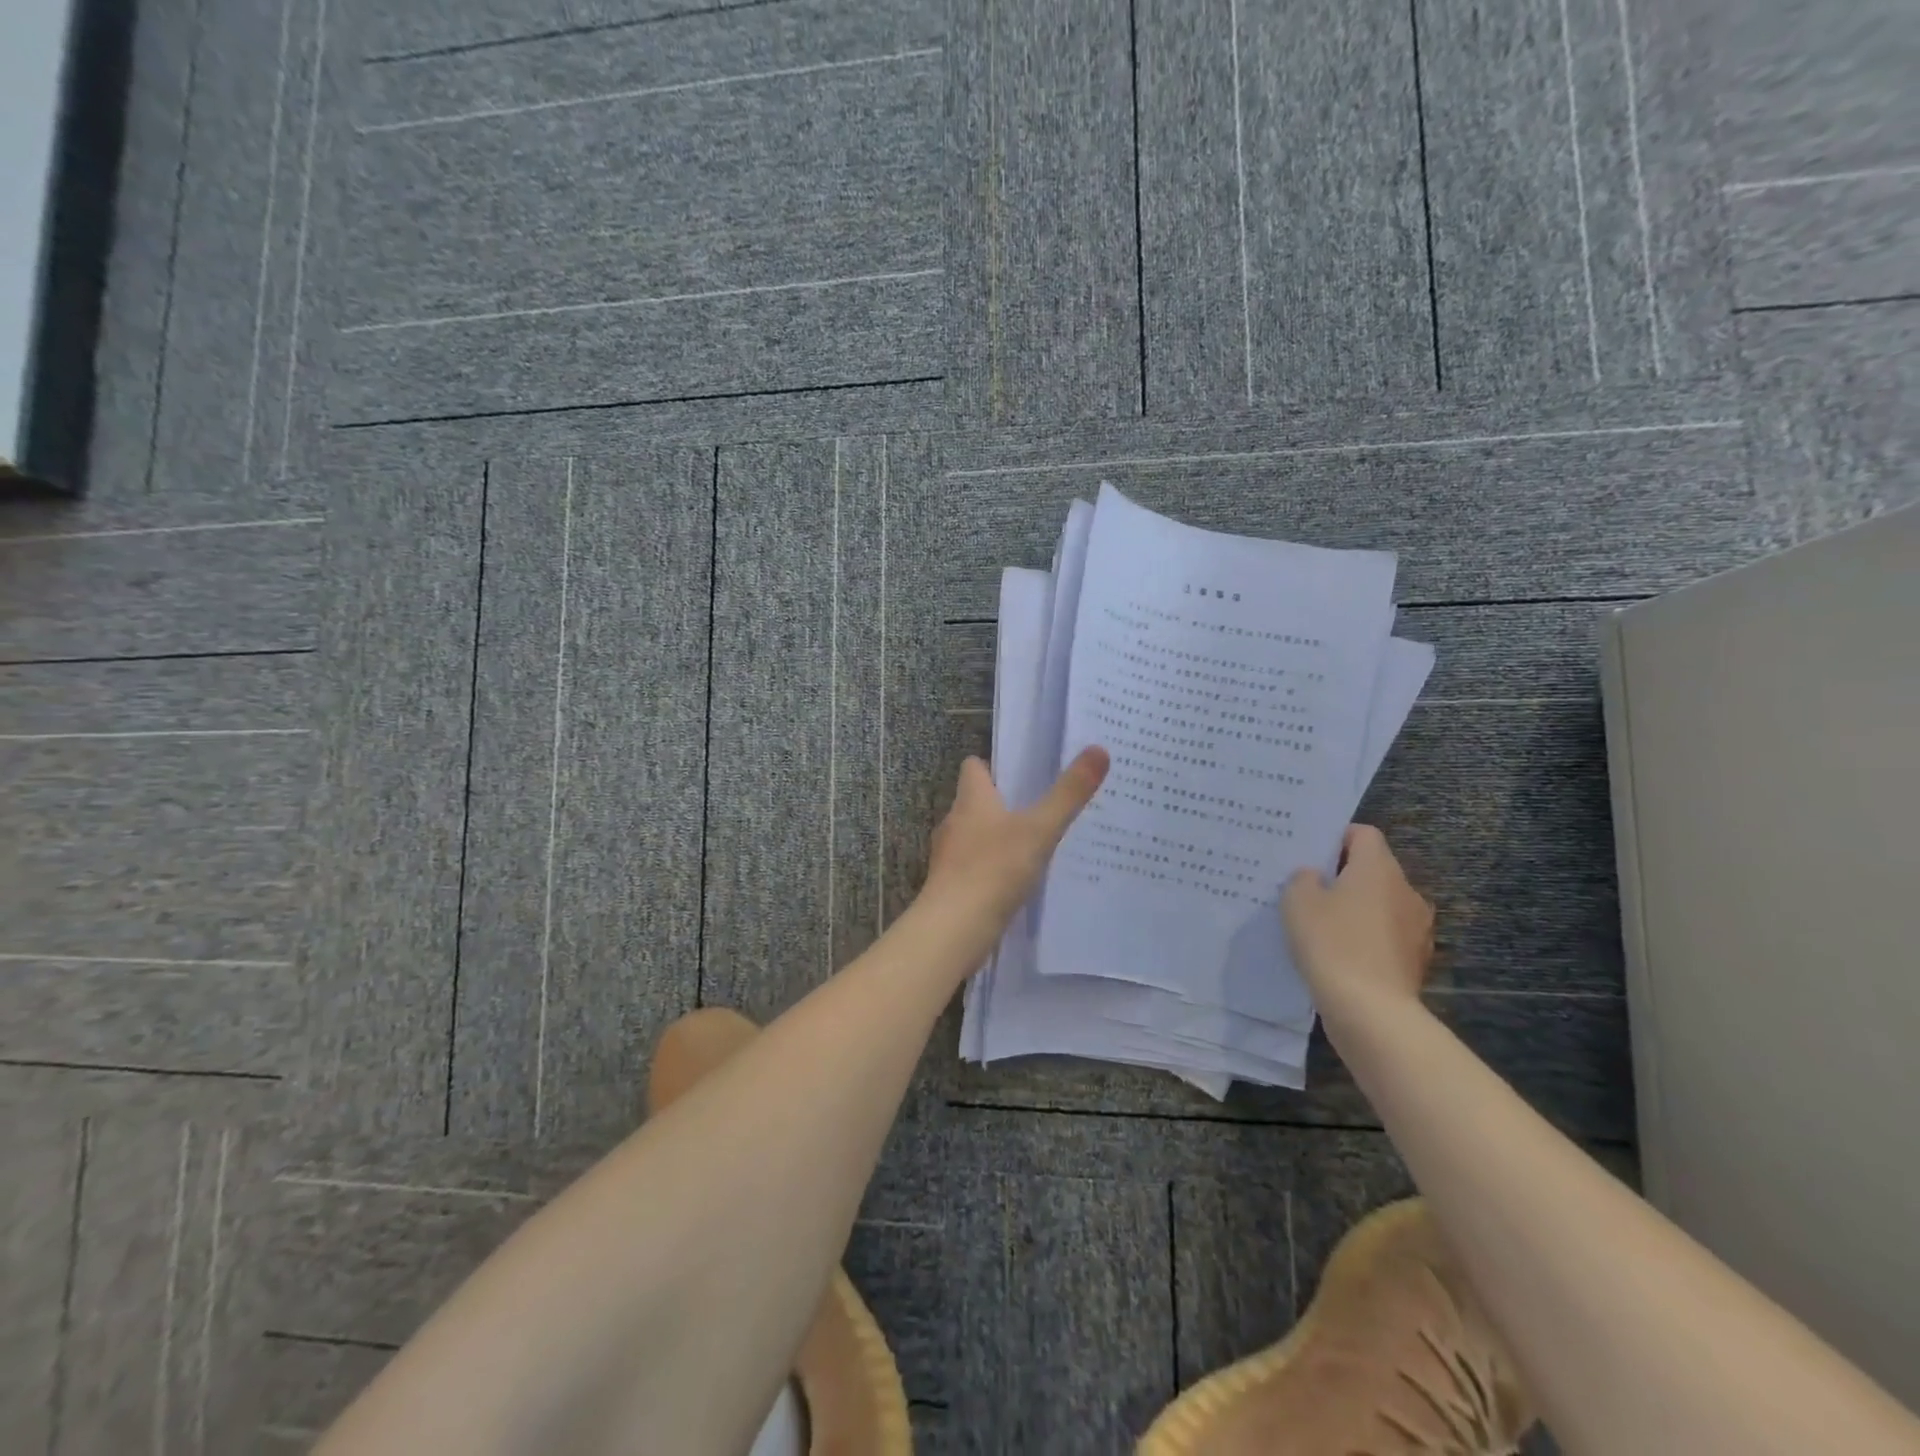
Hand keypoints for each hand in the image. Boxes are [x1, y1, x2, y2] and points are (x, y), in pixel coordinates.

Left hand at [922, 747, 1109, 925]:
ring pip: (974, 836)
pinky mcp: (951, 886)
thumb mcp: (1040, 829)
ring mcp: (949, 856)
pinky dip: (992, 869)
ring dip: (998, 839)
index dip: (994, 766)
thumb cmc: (994, 869)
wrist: (953, 928)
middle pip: (975, 802)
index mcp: (971, 799)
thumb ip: (1068, 794)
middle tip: (1040, 809)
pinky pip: (974, 868)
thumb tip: (1098, 749)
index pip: (974, 767)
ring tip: (1034, 846)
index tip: (1023, 772)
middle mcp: (954, 822)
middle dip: (1002, 804)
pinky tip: (1016, 883)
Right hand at [1282, 824, 1433, 1027]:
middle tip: (1308, 889)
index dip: (1336, 838)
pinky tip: (1340, 954)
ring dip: (1356, 909)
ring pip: (1381, 904)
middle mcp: (1405, 891)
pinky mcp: (1415, 960)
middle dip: (1344, 876)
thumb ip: (1303, 879)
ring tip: (1322, 925)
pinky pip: (1386, 936)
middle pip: (1374, 870)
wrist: (1370, 1010)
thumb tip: (1315, 876)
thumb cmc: (1331, 942)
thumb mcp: (1297, 901)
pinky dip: (1366, 938)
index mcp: (1379, 868)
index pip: (1363, 834)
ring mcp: (1416, 928)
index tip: (1310, 855)